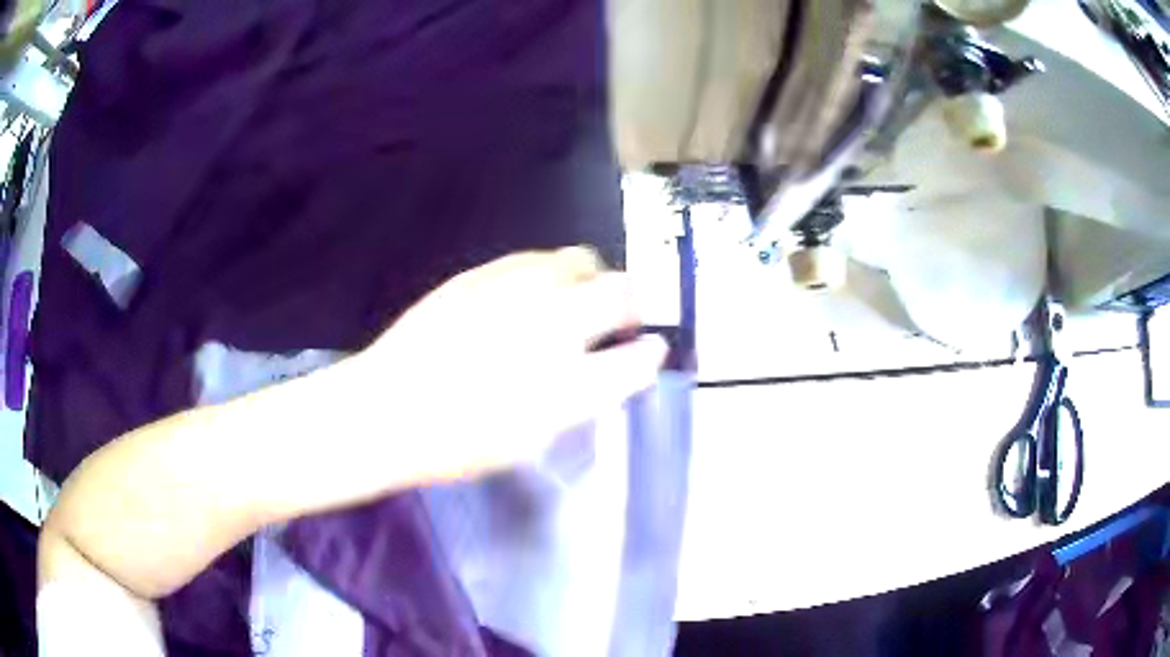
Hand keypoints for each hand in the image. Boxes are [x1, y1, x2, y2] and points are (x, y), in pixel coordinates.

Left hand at [356, 247, 667, 482]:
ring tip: (571, 305)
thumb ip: (579, 400)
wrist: (384, 409)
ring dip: (590, 282)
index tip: (650, 351)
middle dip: (631, 304)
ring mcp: (515, 290)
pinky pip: (536, 258)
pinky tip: (528, 296)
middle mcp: (550, 326)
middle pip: (621, 291)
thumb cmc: (456, 443)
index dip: (650, 354)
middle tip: (617, 323)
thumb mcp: (531, 439)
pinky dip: (549, 273)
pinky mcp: (481, 273)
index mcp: (566, 383)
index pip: (636, 359)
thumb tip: (604, 371)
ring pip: (580, 261)